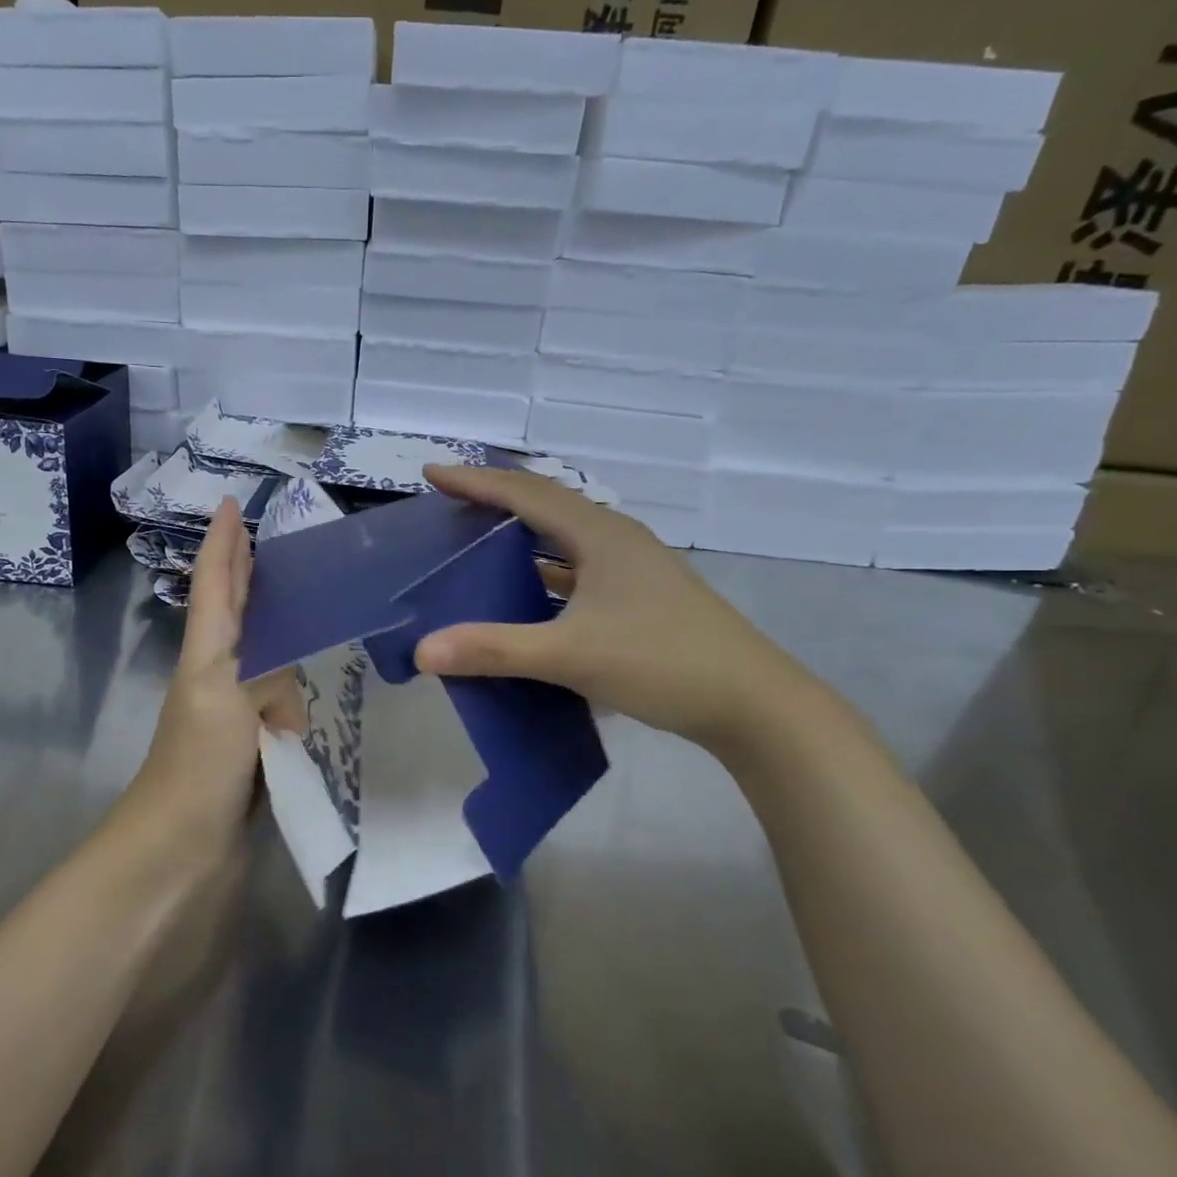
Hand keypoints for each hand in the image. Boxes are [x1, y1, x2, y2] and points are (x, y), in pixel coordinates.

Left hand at [128, 498, 305, 853]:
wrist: (175, 861)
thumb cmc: (196, 771)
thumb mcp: (228, 704)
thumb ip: (268, 675)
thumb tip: (295, 687)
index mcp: (208, 658)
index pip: (217, 586)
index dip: (224, 544)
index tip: (232, 502)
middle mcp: (221, 680)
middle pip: (234, 614)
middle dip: (246, 575)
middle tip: (270, 540)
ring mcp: (237, 718)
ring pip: (263, 654)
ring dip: (278, 622)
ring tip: (312, 598)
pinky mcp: (257, 754)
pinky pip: (284, 702)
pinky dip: (300, 680)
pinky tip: (323, 679)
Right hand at [413, 465, 827, 755]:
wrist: (753, 704)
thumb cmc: (662, 662)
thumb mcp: (571, 655)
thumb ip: (495, 649)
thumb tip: (423, 650)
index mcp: (600, 535)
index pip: (526, 493)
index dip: (476, 481)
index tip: (431, 472)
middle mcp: (616, 540)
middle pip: (547, 506)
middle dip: (496, 500)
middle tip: (451, 505)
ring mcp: (633, 569)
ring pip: (565, 539)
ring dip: (522, 536)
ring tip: (479, 543)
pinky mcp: (640, 598)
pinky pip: (579, 570)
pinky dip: (544, 572)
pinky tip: (527, 594)